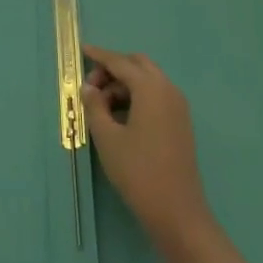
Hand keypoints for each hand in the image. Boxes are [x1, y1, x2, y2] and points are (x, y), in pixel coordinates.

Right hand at [82, 45, 212, 249]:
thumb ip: (95, 106)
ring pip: (148, 81)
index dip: (99, 56)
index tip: (82, 49)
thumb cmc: (138, 171)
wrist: (177, 212)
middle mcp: (168, 90)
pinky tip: (120, 116)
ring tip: (101, 106)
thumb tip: (89, 87)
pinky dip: (137, 96)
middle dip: (114, 69)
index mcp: (151, 89)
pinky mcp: (180, 123)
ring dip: (124, 84)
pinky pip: (156, 96)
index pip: (120, 63)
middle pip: (138, 65)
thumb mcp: (107, 137)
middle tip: (92, 86)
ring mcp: (178, 107)